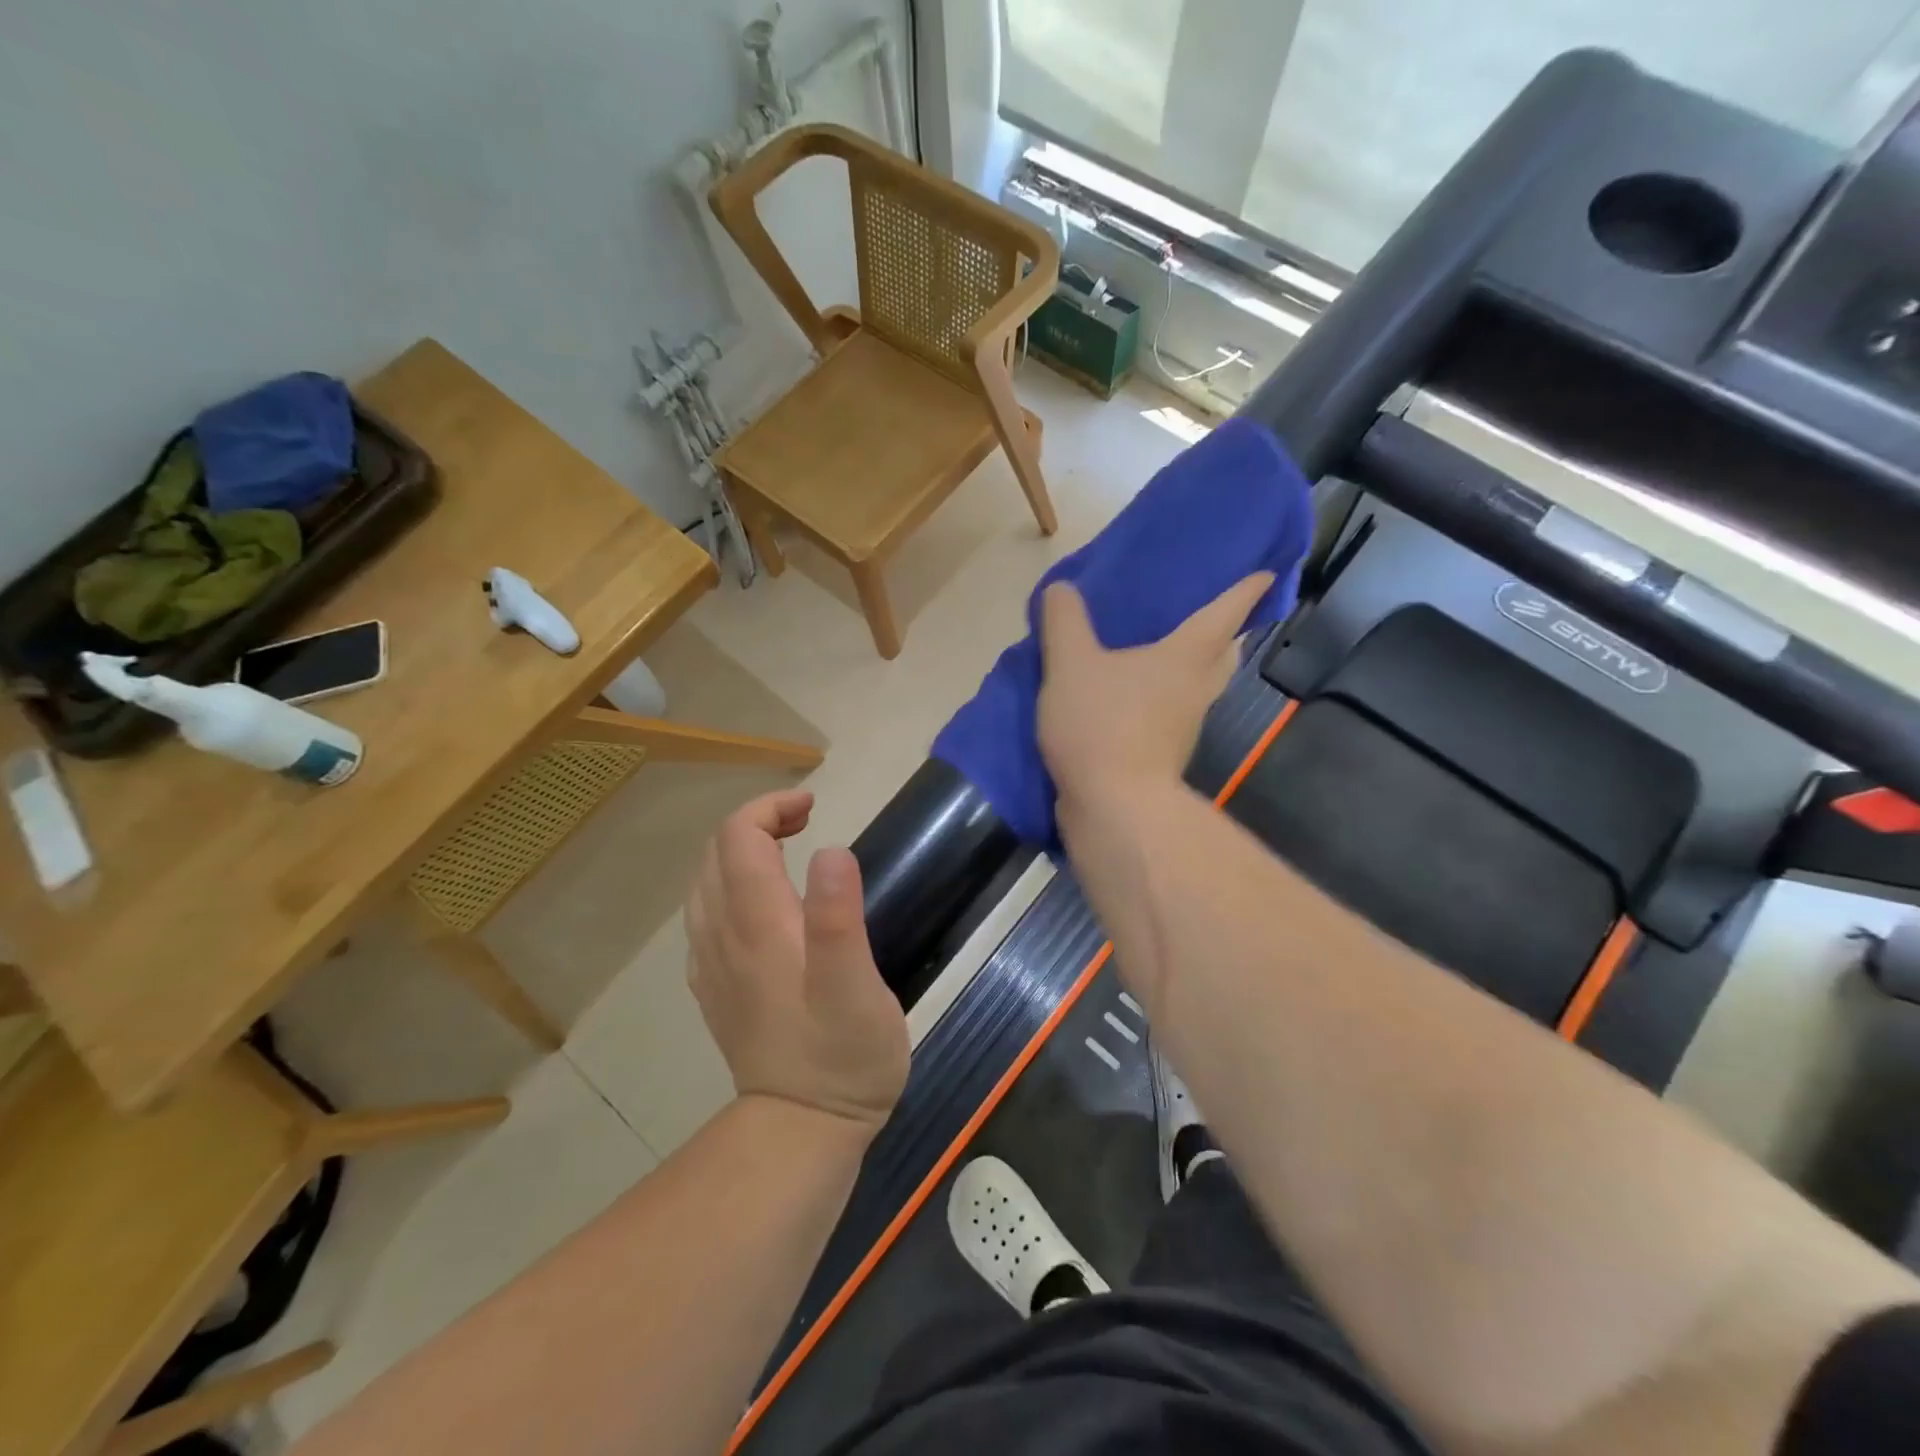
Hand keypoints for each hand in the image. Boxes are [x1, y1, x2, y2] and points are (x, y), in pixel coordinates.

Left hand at [685, 790, 908, 1133]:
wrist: (800, 1132)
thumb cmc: (842, 1056)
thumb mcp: (856, 988)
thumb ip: (838, 918)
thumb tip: (830, 851)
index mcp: (757, 925)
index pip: (739, 837)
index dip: (770, 807)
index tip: (813, 805)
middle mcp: (722, 936)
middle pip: (716, 853)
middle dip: (756, 822)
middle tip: (806, 822)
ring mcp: (713, 964)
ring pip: (705, 883)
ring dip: (739, 851)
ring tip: (786, 851)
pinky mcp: (716, 988)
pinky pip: (706, 916)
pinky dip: (728, 886)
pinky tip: (761, 904)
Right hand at [1037, 573, 1273, 806]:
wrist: (1112, 806)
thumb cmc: (1101, 725)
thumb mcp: (1070, 664)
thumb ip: (1064, 621)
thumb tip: (1061, 587)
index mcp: (1184, 658)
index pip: (1224, 614)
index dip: (1245, 590)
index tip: (1265, 575)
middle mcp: (1195, 690)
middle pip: (1223, 655)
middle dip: (1226, 634)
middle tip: (1213, 615)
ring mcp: (1184, 727)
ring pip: (1201, 687)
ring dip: (1196, 668)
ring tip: (1170, 652)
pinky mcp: (1164, 755)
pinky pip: (1173, 714)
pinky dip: (1165, 698)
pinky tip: (1136, 697)